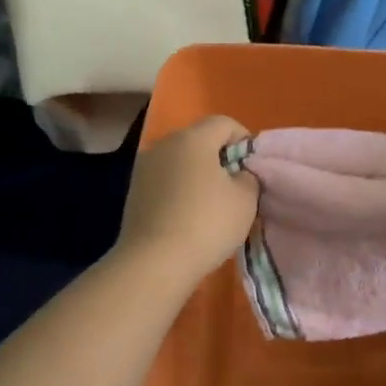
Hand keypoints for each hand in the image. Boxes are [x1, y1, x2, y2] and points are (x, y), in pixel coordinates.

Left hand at [113, 116, 258, 288]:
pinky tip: (187, 215)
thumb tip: (237, 174)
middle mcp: (164, 144)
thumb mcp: (246, 199)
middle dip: (219, 157)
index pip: (224, 123)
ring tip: (211, 204)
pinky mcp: (133, 191)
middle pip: (199, 140)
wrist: (154, 262)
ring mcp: (144, 167)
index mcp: (193, 138)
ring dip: (197, 174)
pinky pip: (165, 180)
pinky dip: (179, 189)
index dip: (243, 139)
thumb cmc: (207, 223)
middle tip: (235, 186)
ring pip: (180, 160)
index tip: (252, 167)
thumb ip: (248, 176)